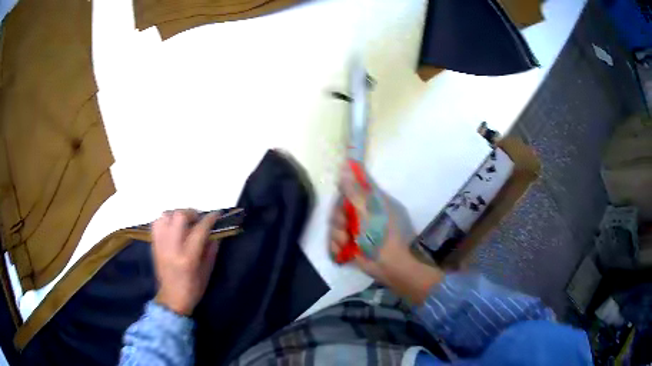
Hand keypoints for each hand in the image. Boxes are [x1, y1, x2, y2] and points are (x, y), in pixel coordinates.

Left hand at [152, 209, 220, 315]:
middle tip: (198, 219)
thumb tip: (214, 233)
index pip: (199, 230)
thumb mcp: (207, 272)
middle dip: (191, 213)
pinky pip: (156, 223)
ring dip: (177, 215)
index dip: (209, 219)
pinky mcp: (154, 245)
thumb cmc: (193, 289)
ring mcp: (160, 245)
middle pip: (179, 216)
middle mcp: (172, 247)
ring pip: (165, 216)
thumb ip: (211, 251)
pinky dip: (165, 220)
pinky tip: (172, 227)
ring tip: (184, 223)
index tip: (216, 215)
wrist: (171, 298)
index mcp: (188, 257)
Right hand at [330, 168, 443, 303]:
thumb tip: (345, 167)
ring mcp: (356, 229)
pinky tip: (343, 252)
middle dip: (338, 219)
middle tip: (346, 228)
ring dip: (337, 235)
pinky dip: (337, 247)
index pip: (352, 187)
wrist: (390, 265)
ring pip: (334, 225)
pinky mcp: (350, 244)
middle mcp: (362, 212)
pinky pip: (334, 240)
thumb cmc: (383, 235)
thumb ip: (355, 192)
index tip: (339, 196)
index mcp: (371, 201)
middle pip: (339, 208)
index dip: (343, 190)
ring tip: (346, 243)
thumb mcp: (369, 210)